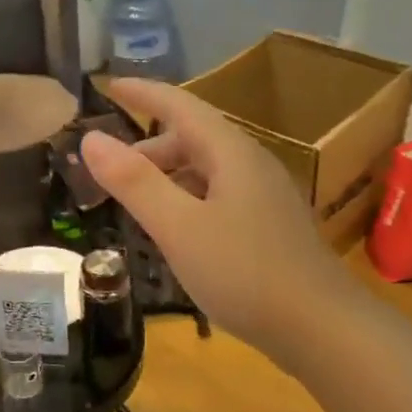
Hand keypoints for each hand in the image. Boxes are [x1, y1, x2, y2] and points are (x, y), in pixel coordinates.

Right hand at [80, 79, 352, 356]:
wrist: (320, 327)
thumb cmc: (244, 272)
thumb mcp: (178, 227)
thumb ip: (134, 182)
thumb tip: (91, 138)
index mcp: (231, 153)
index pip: (180, 105)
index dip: (143, 93)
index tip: (108, 85)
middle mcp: (252, 165)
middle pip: (194, 138)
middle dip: (150, 147)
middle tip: (111, 172)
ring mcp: (266, 197)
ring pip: (208, 171)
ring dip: (169, 177)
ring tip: (138, 203)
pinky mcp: (270, 228)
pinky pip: (220, 197)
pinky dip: (189, 201)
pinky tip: (177, 232)